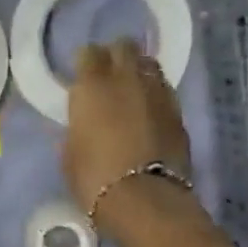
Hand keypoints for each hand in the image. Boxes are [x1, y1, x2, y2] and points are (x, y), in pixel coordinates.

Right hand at [62, 39, 193, 214]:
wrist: (145, 199)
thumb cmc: (94, 178)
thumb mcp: (69, 155)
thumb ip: (74, 131)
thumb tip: (79, 127)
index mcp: (92, 86)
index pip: (89, 52)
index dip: (85, 62)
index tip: (81, 76)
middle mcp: (126, 79)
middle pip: (124, 47)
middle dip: (116, 56)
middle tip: (108, 76)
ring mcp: (157, 93)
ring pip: (149, 64)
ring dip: (138, 71)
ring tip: (131, 90)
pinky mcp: (179, 112)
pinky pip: (164, 90)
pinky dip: (155, 94)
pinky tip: (149, 112)